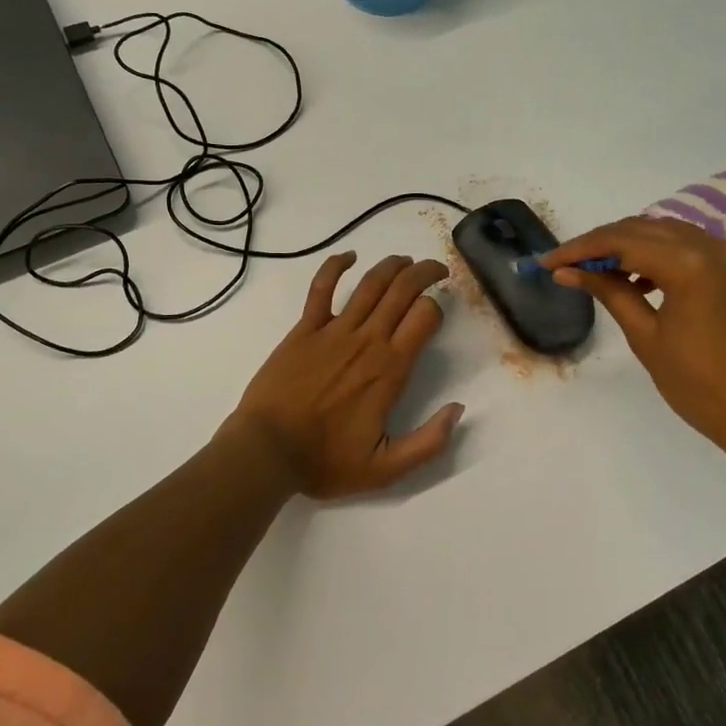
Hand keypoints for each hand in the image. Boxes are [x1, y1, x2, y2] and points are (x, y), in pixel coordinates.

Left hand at [231, 252, 463, 498]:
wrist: (266, 451)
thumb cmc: (325, 461)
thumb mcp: (386, 469)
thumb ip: (429, 442)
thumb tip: (458, 409)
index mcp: (389, 369)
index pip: (425, 317)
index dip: (437, 307)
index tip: (439, 310)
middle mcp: (366, 340)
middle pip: (403, 290)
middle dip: (425, 273)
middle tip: (436, 270)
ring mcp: (333, 330)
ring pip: (370, 283)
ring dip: (392, 265)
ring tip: (405, 261)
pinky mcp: (304, 328)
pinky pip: (321, 287)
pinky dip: (335, 266)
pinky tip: (349, 256)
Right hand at [539, 217, 725, 469]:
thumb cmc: (705, 389)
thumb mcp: (648, 340)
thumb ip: (610, 294)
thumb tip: (568, 271)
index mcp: (691, 265)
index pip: (622, 241)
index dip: (580, 248)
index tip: (548, 261)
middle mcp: (717, 248)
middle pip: (647, 228)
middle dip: (604, 242)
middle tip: (570, 264)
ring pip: (673, 234)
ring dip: (635, 245)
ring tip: (604, 272)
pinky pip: (698, 249)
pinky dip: (666, 256)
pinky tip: (647, 281)